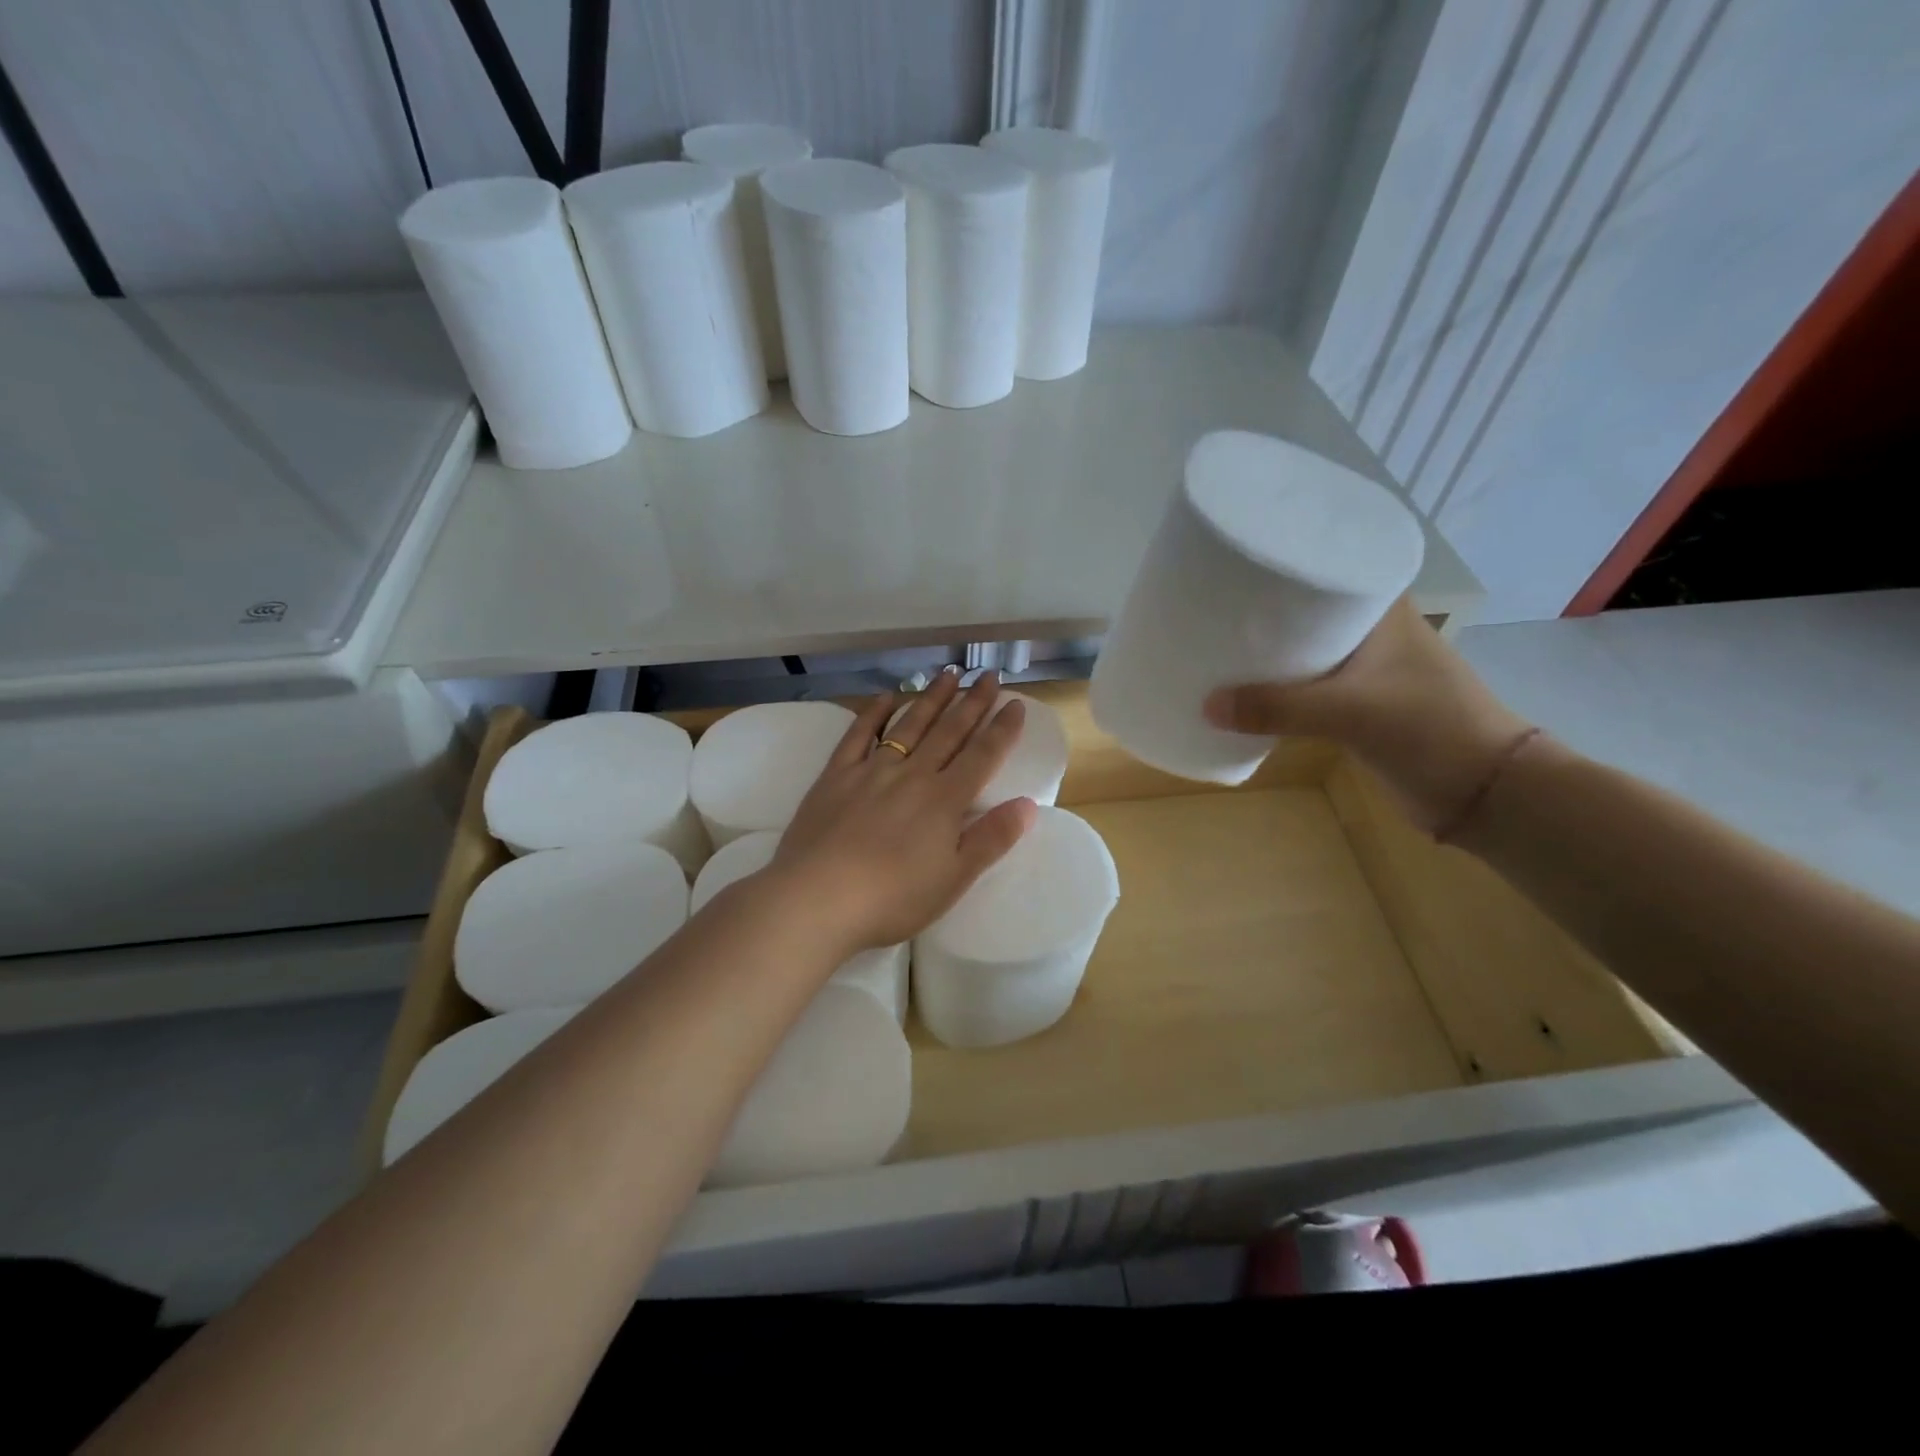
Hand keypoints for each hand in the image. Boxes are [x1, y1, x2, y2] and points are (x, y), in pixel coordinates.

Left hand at [763, 670, 1037, 953]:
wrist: (818, 899)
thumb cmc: (892, 898)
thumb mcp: (953, 879)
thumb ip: (991, 839)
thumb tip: (1029, 804)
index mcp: (944, 800)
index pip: (982, 755)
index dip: (1002, 729)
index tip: (1015, 703)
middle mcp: (913, 775)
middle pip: (949, 731)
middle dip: (972, 702)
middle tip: (988, 675)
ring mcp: (872, 770)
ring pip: (909, 725)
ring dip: (931, 699)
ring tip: (948, 675)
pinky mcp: (836, 776)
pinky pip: (859, 734)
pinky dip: (874, 713)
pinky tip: (886, 697)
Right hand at [1203, 598, 1532, 832]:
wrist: (1481, 792)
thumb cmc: (1428, 728)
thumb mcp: (1350, 712)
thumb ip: (1278, 709)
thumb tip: (1206, 707)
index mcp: (1380, 609)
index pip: (1324, 567)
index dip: (1278, 565)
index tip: (1230, 565)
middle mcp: (1370, 630)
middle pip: (1304, 610)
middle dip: (1260, 613)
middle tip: (1207, 608)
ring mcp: (1364, 668)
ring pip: (1302, 651)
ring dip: (1266, 655)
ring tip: (1213, 646)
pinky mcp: (1356, 703)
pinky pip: (1305, 686)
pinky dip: (1277, 688)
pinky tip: (1243, 692)